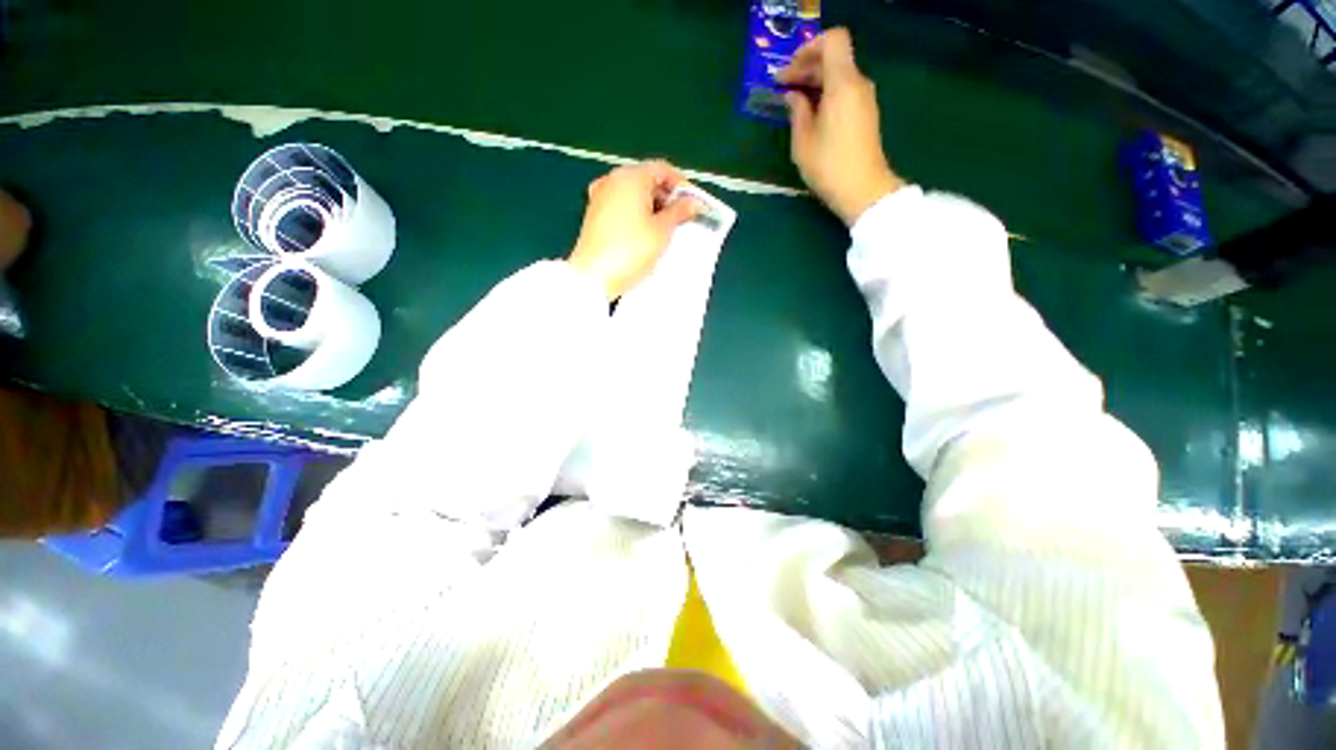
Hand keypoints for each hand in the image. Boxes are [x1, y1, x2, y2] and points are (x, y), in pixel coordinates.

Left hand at [569, 160, 699, 300]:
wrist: (594, 277)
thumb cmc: (630, 251)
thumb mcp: (662, 231)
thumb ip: (680, 211)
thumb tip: (693, 202)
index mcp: (631, 176)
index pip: (663, 169)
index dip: (683, 185)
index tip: (694, 204)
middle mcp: (613, 179)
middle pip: (647, 179)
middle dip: (668, 197)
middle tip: (683, 218)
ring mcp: (601, 196)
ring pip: (634, 193)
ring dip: (653, 207)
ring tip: (667, 229)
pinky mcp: (595, 214)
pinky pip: (622, 206)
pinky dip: (637, 214)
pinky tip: (646, 233)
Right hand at [776, 28, 903, 225]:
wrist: (863, 190)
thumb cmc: (829, 167)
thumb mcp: (803, 142)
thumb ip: (797, 111)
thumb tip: (793, 95)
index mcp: (843, 84)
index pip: (832, 40)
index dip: (809, 49)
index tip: (790, 71)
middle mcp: (858, 84)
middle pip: (833, 58)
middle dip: (806, 67)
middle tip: (782, 87)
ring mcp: (864, 99)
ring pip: (839, 75)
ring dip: (815, 82)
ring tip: (793, 102)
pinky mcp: (865, 114)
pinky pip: (844, 91)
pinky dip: (826, 94)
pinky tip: (810, 113)